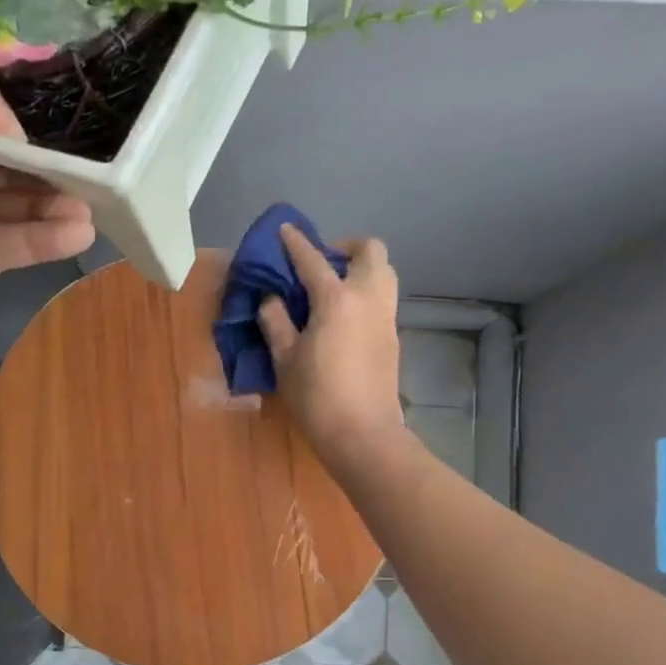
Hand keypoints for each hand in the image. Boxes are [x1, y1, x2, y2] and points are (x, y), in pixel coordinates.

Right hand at [258, 224, 403, 465]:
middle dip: (346, 247)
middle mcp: (368, 298)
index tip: (285, 230)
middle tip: (322, 263)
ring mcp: (386, 317)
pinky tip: (343, 316)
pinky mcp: (393, 337)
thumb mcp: (285, 359)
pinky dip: (365, 292)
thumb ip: (276, 322)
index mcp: (337, 300)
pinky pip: (383, 298)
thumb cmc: (317, 396)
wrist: (363, 434)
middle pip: (370, 251)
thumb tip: (272, 301)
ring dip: (361, 268)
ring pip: (384, 273)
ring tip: (333, 288)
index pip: (313, 260)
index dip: (296, 243)